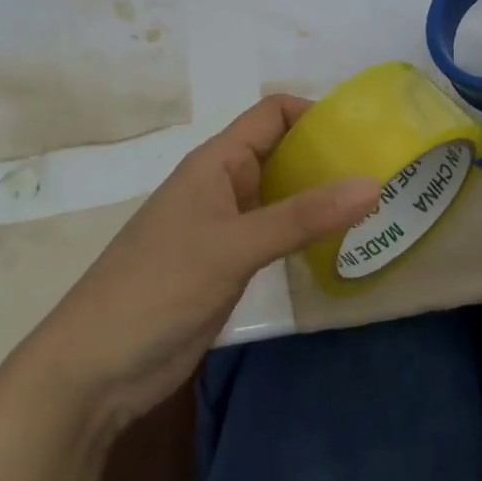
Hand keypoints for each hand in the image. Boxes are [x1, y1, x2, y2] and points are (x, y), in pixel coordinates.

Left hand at [17, 96, 379, 434]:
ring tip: (375, 206)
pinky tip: (338, 245)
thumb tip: (373, 184)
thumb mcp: (234, 247)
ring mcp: (225, 226)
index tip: (365, 133)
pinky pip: (275, 233)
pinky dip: (305, 231)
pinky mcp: (228, 264)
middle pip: (281, 152)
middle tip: (384, 172)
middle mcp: (223, 185)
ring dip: (320, 196)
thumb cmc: (159, 287)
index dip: (315, 113)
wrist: (97, 367)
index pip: (272, 115)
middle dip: (327, 156)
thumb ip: (302, 217)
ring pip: (281, 195)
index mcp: (216, 162)